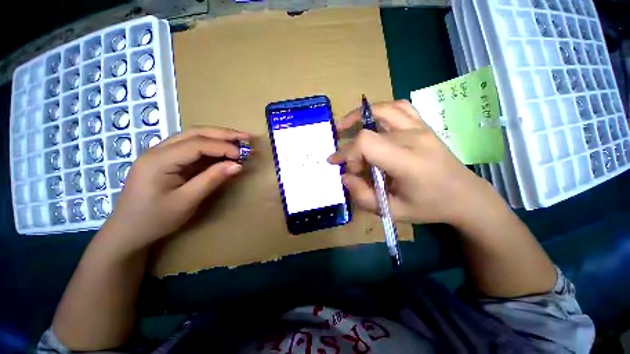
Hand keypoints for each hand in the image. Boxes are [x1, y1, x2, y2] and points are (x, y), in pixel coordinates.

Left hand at [102, 127, 251, 252]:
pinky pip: (191, 147)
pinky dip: (210, 146)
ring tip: (239, 140)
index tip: (243, 156)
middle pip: (195, 133)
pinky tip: (223, 149)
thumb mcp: (186, 202)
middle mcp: (158, 150)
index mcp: (159, 160)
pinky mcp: (167, 160)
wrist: (128, 231)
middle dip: (223, 133)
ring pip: (193, 136)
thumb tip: (237, 165)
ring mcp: (161, 153)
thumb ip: (211, 180)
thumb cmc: (155, 219)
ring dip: (218, 136)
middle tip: (247, 137)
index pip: (197, 144)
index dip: (223, 147)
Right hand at [328, 100, 497, 225]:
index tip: (345, 168)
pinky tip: (372, 120)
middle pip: (369, 131)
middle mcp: (414, 138)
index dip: (349, 154)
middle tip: (352, 164)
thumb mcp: (392, 211)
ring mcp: (421, 127)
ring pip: (382, 110)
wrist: (464, 195)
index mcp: (408, 161)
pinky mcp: (423, 125)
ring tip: (345, 126)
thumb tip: (345, 176)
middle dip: (353, 150)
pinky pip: (399, 107)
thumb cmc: (428, 206)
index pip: (367, 143)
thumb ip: (363, 196)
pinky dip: (380, 110)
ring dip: (359, 116)